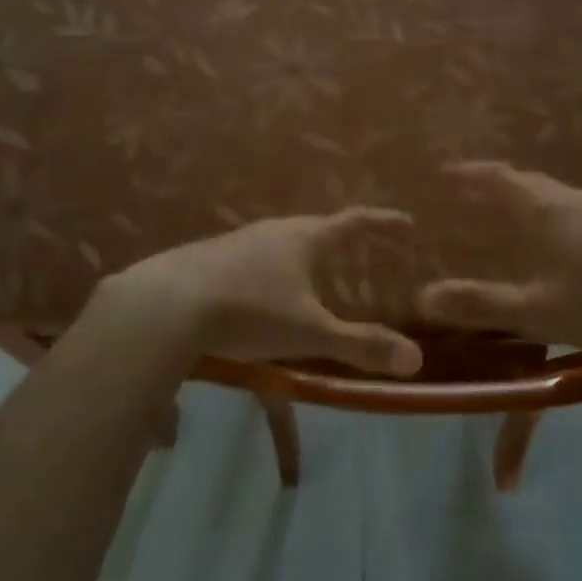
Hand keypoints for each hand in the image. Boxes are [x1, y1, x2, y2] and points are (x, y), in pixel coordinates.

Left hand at [100, 208, 423, 376]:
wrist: (166, 304)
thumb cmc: (249, 310)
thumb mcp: (310, 333)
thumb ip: (361, 345)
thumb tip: (415, 359)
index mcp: (306, 238)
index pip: (355, 222)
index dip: (383, 222)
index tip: (406, 222)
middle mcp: (275, 230)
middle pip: (318, 228)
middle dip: (342, 240)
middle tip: (362, 254)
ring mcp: (240, 240)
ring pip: (283, 242)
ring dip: (305, 254)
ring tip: (316, 275)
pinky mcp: (212, 256)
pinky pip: (256, 256)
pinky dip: (274, 269)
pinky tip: (265, 291)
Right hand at [416, 162, 581, 362]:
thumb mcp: (537, 311)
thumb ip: (480, 303)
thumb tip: (422, 298)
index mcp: (548, 210)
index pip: (500, 178)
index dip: (471, 173)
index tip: (446, 172)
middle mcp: (576, 199)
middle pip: (528, 182)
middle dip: (495, 185)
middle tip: (471, 197)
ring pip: (555, 195)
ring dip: (526, 200)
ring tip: (509, 220)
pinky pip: (576, 209)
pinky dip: (552, 215)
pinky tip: (560, 244)